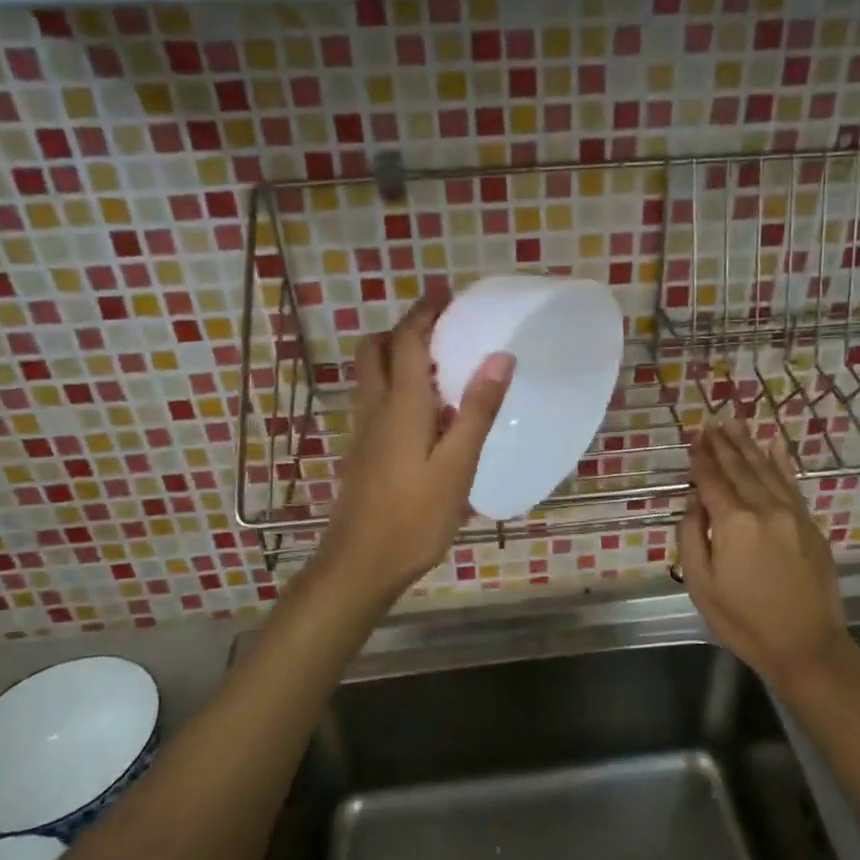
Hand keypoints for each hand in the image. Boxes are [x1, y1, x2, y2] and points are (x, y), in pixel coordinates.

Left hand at [314, 292, 513, 605]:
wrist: (360, 565)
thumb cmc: (415, 517)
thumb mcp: (457, 466)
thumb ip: (478, 410)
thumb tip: (499, 356)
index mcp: (401, 405)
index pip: (408, 341)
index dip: (425, 312)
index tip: (447, 295)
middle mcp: (375, 408)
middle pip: (376, 350)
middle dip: (404, 330)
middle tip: (442, 330)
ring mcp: (364, 432)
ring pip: (371, 376)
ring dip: (398, 356)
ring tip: (440, 366)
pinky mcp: (363, 452)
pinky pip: (376, 401)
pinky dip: (396, 386)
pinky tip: (426, 414)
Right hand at [680, 420, 846, 689]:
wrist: (806, 645)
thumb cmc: (743, 620)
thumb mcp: (701, 584)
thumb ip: (692, 536)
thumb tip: (694, 502)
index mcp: (733, 523)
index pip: (711, 481)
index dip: (700, 459)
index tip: (692, 438)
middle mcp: (764, 509)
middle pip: (739, 468)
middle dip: (722, 444)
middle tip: (710, 422)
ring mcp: (792, 514)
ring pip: (766, 470)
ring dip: (748, 445)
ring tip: (734, 424)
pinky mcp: (810, 525)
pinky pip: (793, 484)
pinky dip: (781, 463)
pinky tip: (774, 446)